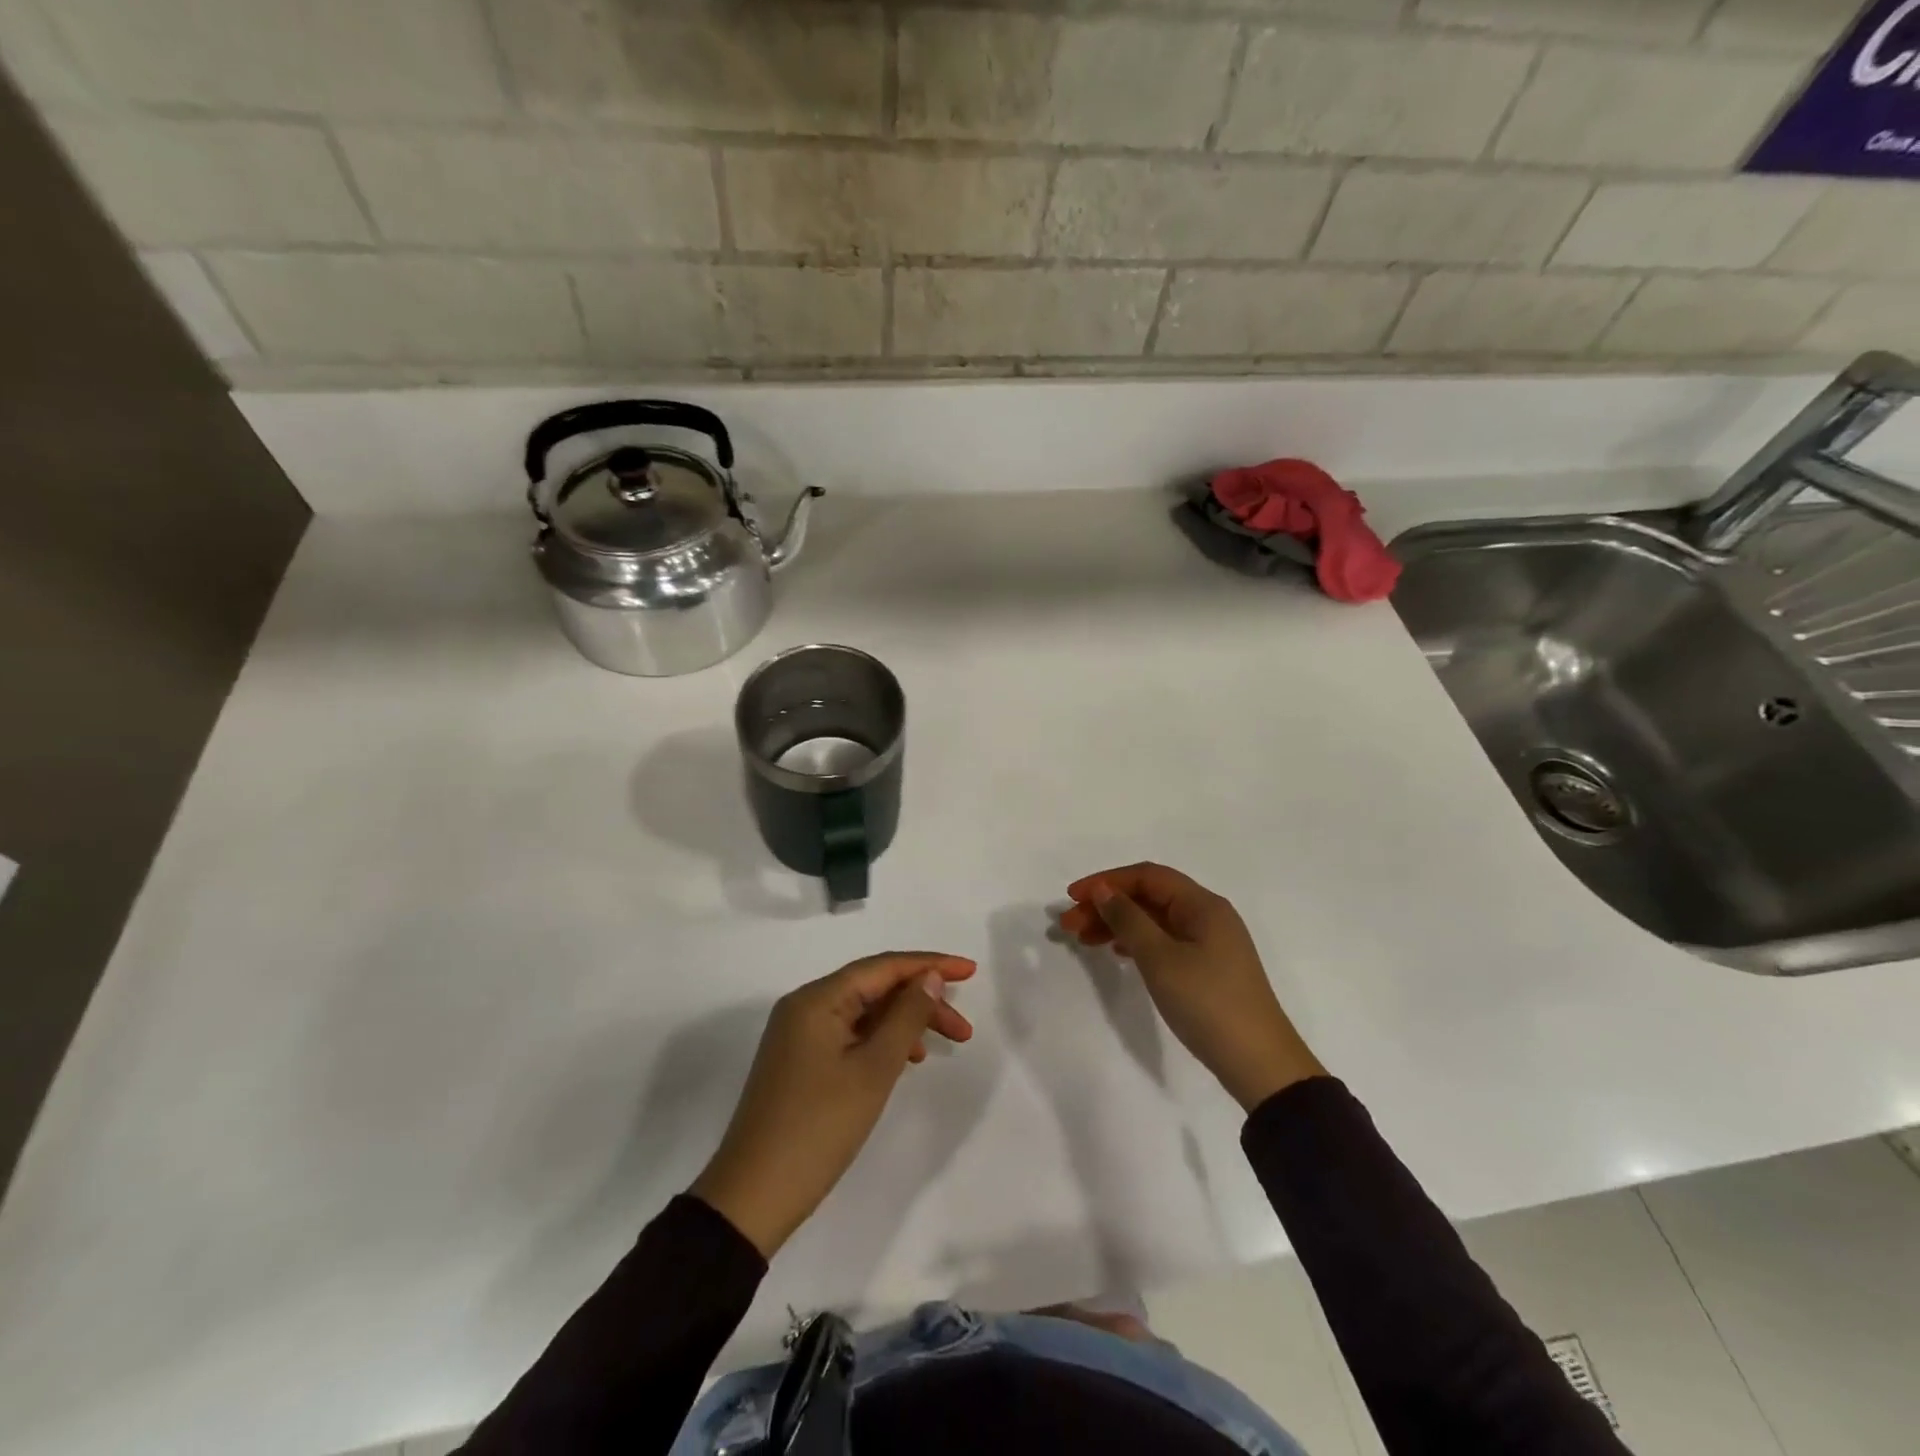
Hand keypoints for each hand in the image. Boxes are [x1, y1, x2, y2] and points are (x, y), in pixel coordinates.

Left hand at [690, 952, 975, 1257]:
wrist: (753, 1197)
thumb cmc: (819, 1128)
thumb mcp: (873, 1070)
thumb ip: (906, 1017)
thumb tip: (929, 977)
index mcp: (817, 999)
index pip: (883, 967)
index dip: (929, 964)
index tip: (971, 970)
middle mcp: (805, 1006)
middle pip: (874, 988)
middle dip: (921, 1001)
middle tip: (963, 1030)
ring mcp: (799, 1034)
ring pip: (864, 1012)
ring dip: (904, 1022)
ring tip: (943, 1044)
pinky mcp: (800, 1061)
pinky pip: (849, 1034)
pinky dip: (881, 1040)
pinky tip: (905, 1059)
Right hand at [1059, 863, 1324, 1111]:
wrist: (1259, 1063)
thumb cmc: (1208, 1003)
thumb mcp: (1161, 959)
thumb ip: (1128, 920)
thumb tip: (1103, 891)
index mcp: (1203, 905)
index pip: (1147, 876)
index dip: (1106, 881)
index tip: (1072, 898)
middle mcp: (1208, 915)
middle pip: (1149, 896)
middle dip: (1107, 905)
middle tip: (1069, 925)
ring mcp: (1210, 942)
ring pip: (1154, 920)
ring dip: (1118, 924)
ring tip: (1083, 940)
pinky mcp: (1208, 967)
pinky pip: (1164, 940)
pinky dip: (1136, 942)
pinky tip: (1117, 954)